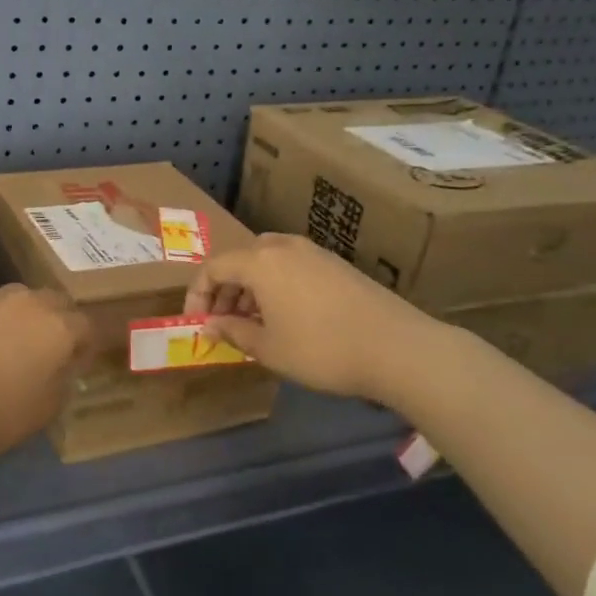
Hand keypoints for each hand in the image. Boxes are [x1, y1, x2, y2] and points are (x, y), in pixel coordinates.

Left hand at [0, 282, 93, 461]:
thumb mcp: (41, 414)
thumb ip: (61, 386)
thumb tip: (63, 371)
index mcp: (60, 330)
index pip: (87, 328)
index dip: (84, 347)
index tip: (75, 366)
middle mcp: (33, 302)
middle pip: (56, 303)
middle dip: (56, 323)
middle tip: (44, 352)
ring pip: (20, 297)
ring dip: (21, 315)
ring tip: (5, 342)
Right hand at [184, 233, 457, 402]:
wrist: (398, 347)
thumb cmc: (322, 349)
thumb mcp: (269, 348)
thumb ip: (233, 332)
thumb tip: (209, 325)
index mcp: (260, 261)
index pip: (213, 268)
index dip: (197, 296)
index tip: (197, 324)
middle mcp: (283, 246)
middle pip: (239, 261)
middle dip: (224, 292)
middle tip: (223, 325)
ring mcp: (313, 252)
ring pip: (266, 262)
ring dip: (250, 289)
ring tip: (252, 324)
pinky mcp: (336, 264)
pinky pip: (291, 267)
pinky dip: (276, 287)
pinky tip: (285, 318)